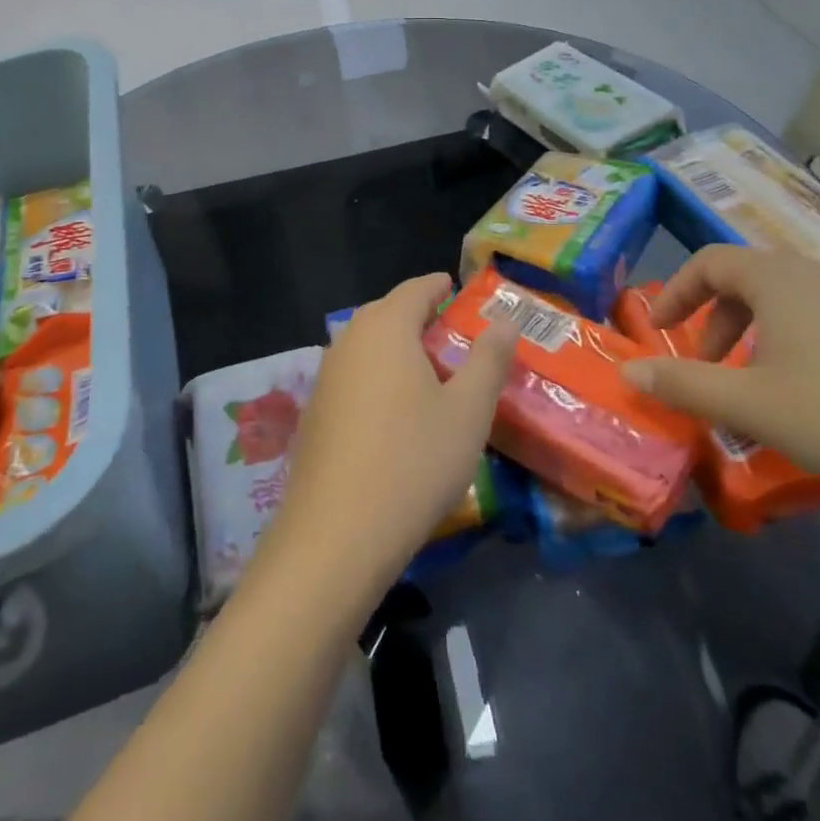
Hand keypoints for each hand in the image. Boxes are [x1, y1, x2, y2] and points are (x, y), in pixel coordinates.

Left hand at [255, 274, 517, 609]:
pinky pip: (353, 376)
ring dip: (396, 348)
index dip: (438, 286)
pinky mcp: (314, 412)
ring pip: (366, 346)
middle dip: (418, 316)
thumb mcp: (468, 411)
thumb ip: (489, 360)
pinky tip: (394, 412)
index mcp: (385, 327)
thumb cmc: (414, 460)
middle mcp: (348, 341)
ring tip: (428, 371)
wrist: (336, 534)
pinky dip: (377, 377)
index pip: (415, 290)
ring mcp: (325, 377)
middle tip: (451, 332)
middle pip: (386, 313)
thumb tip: (505, 320)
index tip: (456, 287)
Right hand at [619, 246, 819, 511]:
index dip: (675, 291)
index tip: (657, 328)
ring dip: (754, 332)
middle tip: (706, 364)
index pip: (709, 262)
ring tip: (754, 383)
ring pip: (787, 300)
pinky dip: (795, 342)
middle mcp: (819, 274)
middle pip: (747, 278)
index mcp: (778, 278)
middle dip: (715, 318)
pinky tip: (812, 393)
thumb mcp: (748, 404)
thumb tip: (629, 370)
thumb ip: (682, 383)